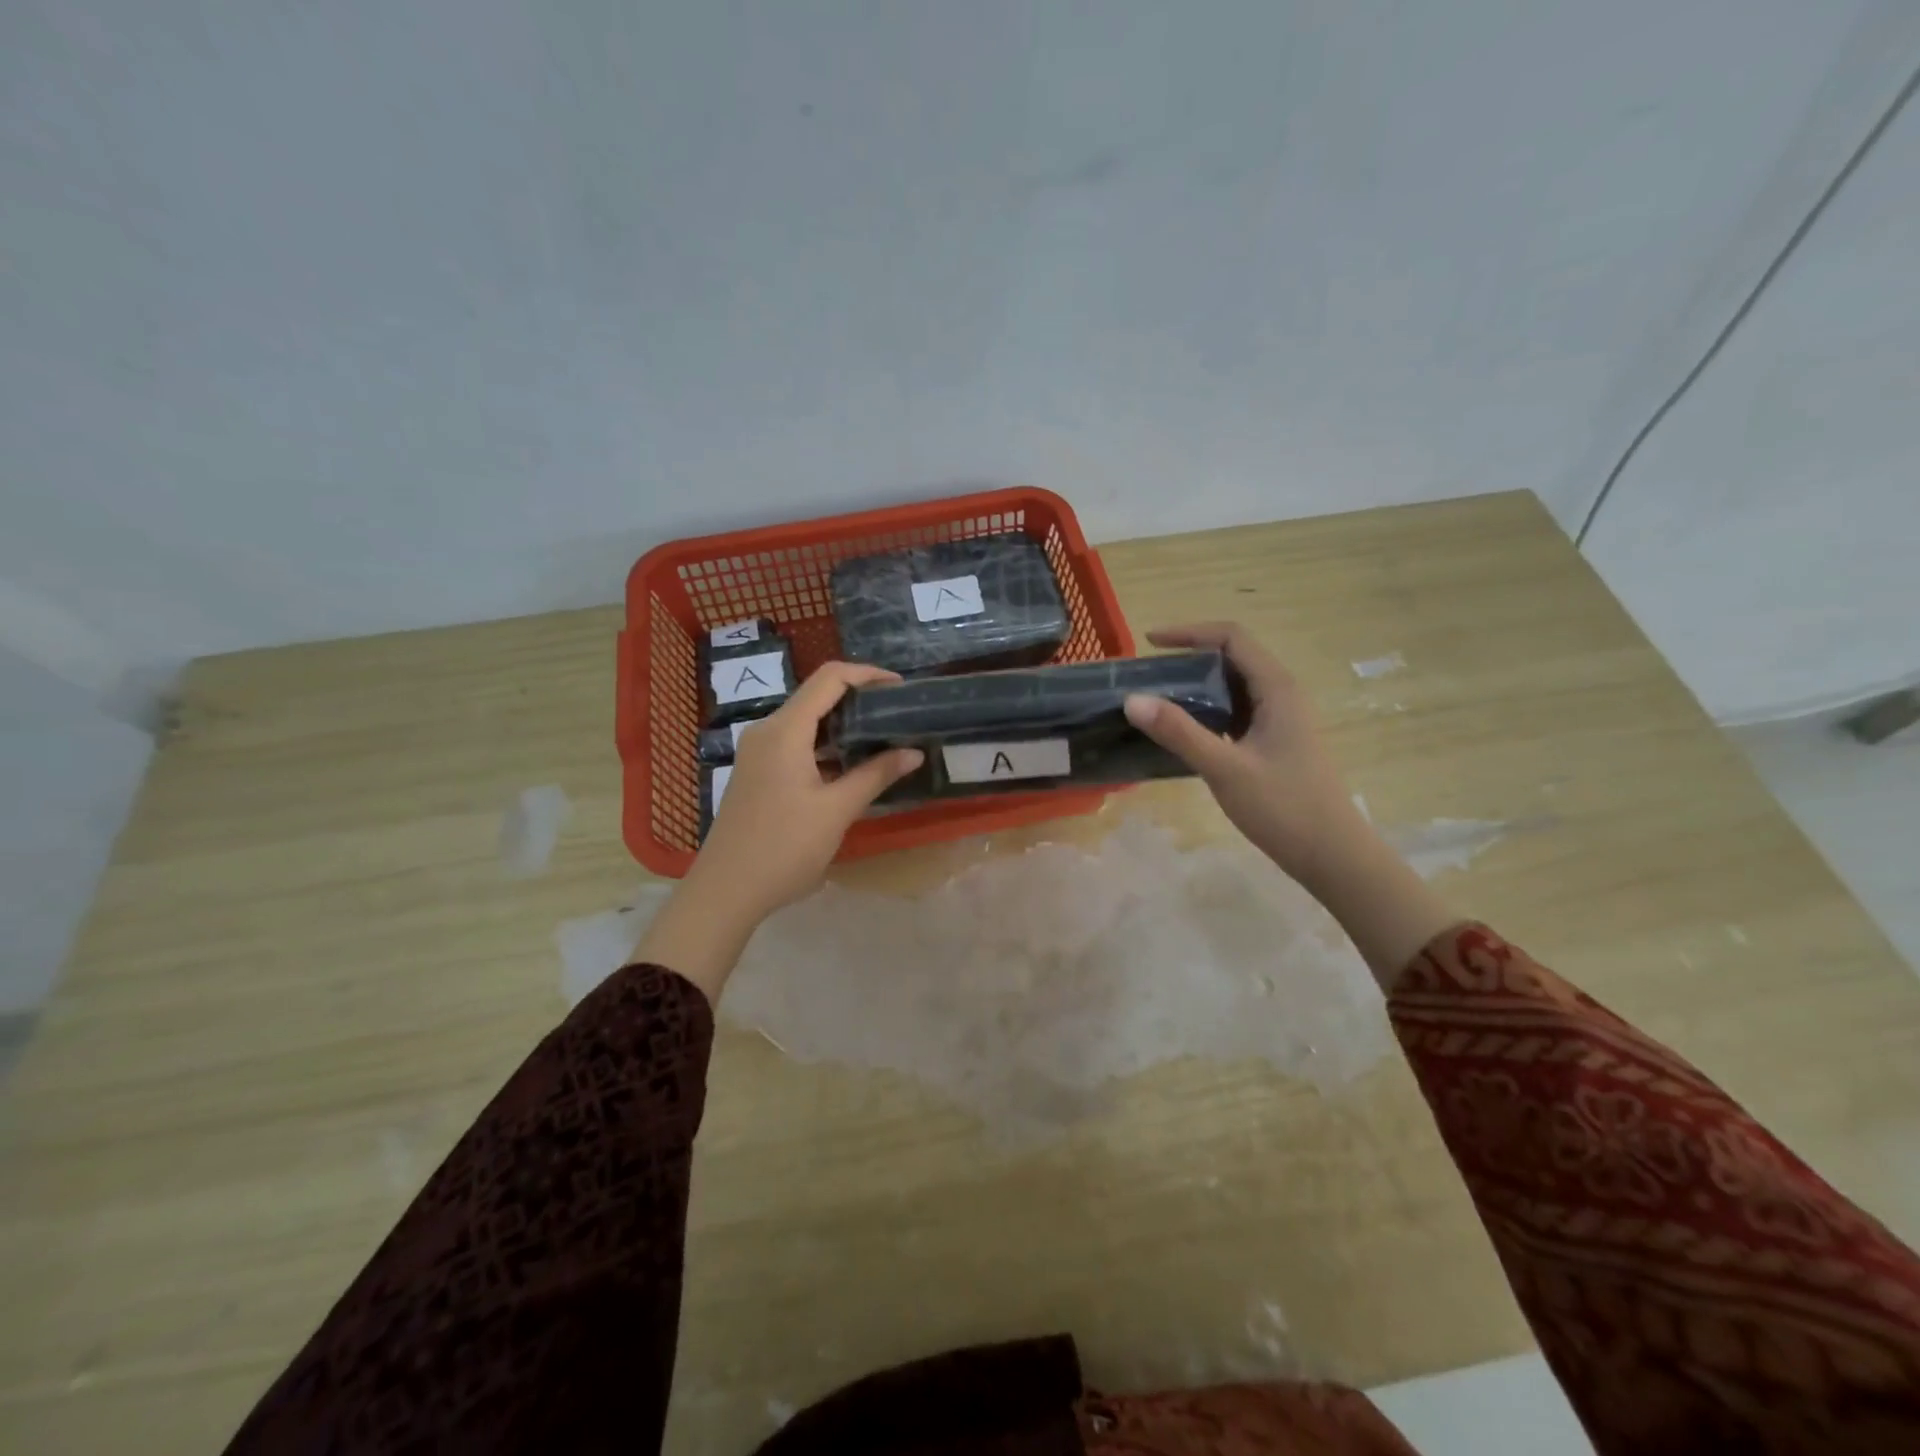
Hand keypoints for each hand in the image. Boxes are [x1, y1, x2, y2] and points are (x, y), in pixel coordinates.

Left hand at [699, 662, 923, 916]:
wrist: (726, 890)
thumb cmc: (784, 847)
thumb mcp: (837, 811)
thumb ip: (876, 775)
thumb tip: (914, 752)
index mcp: (785, 730)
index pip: (830, 678)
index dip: (868, 674)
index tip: (901, 688)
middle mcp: (767, 731)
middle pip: (817, 695)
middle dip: (858, 699)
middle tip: (897, 715)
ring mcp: (758, 751)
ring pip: (806, 720)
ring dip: (842, 724)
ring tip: (882, 737)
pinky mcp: (757, 772)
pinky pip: (795, 742)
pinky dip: (825, 744)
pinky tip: (850, 764)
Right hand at [1122, 622, 1361, 886]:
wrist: (1332, 855)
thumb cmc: (1284, 807)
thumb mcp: (1225, 768)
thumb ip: (1179, 732)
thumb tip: (1132, 699)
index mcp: (1277, 688)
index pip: (1231, 638)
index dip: (1190, 632)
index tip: (1149, 643)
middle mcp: (1282, 694)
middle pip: (1233, 657)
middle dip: (1190, 658)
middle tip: (1148, 675)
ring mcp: (1281, 719)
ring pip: (1234, 686)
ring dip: (1198, 686)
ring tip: (1158, 699)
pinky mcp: (1276, 742)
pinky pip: (1237, 711)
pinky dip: (1208, 710)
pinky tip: (1184, 732)